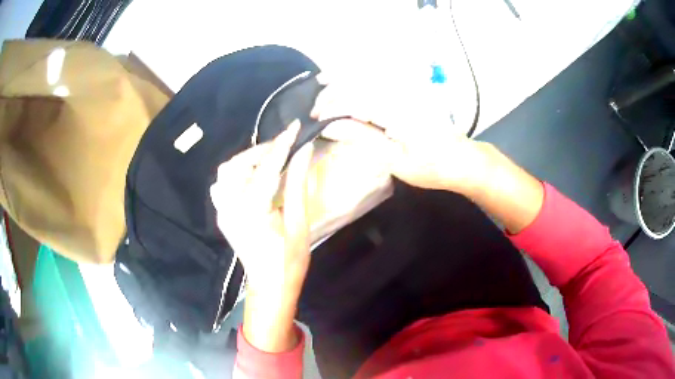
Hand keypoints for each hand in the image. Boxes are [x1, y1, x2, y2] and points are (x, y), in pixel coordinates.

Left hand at [210, 120, 312, 352]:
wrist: (269, 286)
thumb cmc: (289, 261)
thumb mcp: (298, 224)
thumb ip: (297, 184)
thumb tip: (304, 151)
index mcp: (252, 211)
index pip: (267, 168)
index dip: (282, 145)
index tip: (295, 127)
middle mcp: (230, 207)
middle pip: (238, 165)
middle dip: (262, 150)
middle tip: (284, 146)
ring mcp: (222, 211)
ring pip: (226, 172)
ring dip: (247, 160)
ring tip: (269, 158)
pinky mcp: (221, 215)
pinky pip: (222, 184)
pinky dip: (236, 173)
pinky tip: (253, 176)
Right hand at [311, 77, 489, 193]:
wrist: (462, 159)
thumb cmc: (431, 167)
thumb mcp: (396, 161)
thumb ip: (363, 139)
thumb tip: (330, 126)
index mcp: (397, 112)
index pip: (353, 101)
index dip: (330, 108)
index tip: (314, 121)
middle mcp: (401, 93)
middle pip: (358, 83)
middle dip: (332, 94)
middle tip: (314, 110)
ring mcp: (407, 89)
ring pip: (368, 76)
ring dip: (343, 79)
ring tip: (322, 84)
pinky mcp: (411, 91)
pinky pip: (380, 79)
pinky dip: (360, 78)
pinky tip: (350, 80)